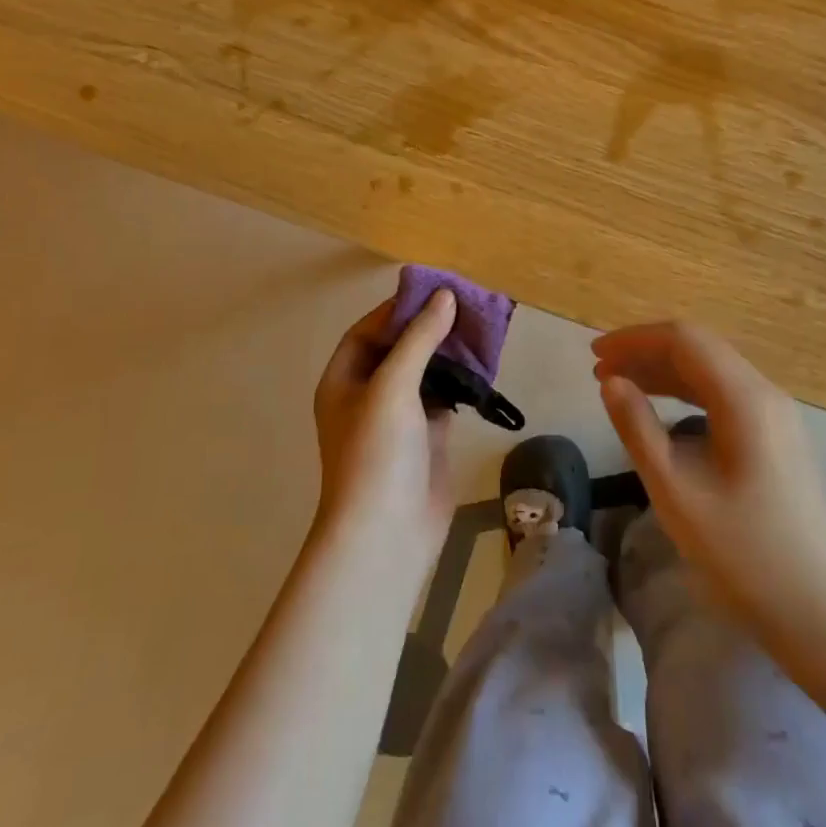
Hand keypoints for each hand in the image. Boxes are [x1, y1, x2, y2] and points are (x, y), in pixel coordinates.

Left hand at [312, 290, 457, 567]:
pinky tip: (482, 369)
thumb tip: (444, 295)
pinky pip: (443, 398)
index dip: (397, 310)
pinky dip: (460, 382)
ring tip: (480, 331)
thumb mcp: (393, 386)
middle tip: (466, 308)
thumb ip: (419, 338)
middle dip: (428, 328)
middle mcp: (367, 395)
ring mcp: (398, 419)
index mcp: (343, 380)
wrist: (387, 534)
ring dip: (447, 354)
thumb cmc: (377, 452)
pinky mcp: (426, 438)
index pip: (367, 331)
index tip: (433, 292)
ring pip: (423, 373)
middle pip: (398, 349)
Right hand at [594, 321, 825, 641]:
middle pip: (699, 348)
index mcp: (745, 398)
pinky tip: (660, 408)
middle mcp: (765, 393)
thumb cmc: (742, 553)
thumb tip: (611, 383)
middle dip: (646, 352)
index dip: (634, 340)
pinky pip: (724, 393)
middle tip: (600, 372)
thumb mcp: (675, 491)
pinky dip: (686, 391)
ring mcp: (776, 414)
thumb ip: (638, 428)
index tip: (594, 356)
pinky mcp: (777, 436)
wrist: (819, 612)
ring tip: (619, 385)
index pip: (684, 339)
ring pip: (712, 369)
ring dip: (663, 370)